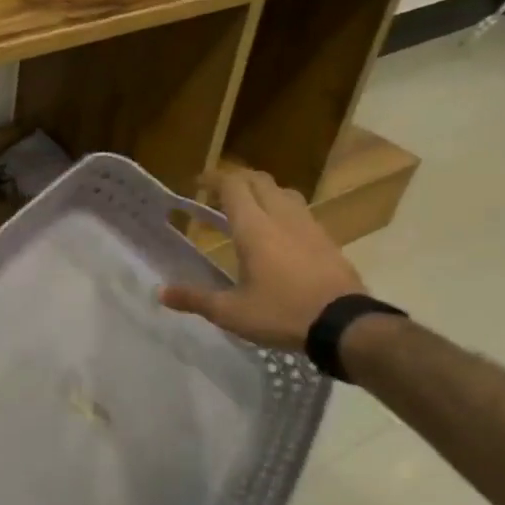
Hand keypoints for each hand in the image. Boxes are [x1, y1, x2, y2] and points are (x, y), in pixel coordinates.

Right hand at [160, 167, 367, 348]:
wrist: (344, 324)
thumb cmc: (281, 313)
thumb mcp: (231, 312)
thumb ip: (195, 299)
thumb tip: (160, 293)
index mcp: (254, 228)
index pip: (232, 186)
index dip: (213, 179)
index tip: (197, 183)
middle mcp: (281, 217)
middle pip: (259, 181)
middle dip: (237, 180)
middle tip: (219, 193)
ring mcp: (308, 226)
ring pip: (283, 192)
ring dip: (263, 192)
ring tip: (250, 208)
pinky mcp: (326, 239)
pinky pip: (300, 211)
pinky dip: (283, 210)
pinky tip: (280, 233)